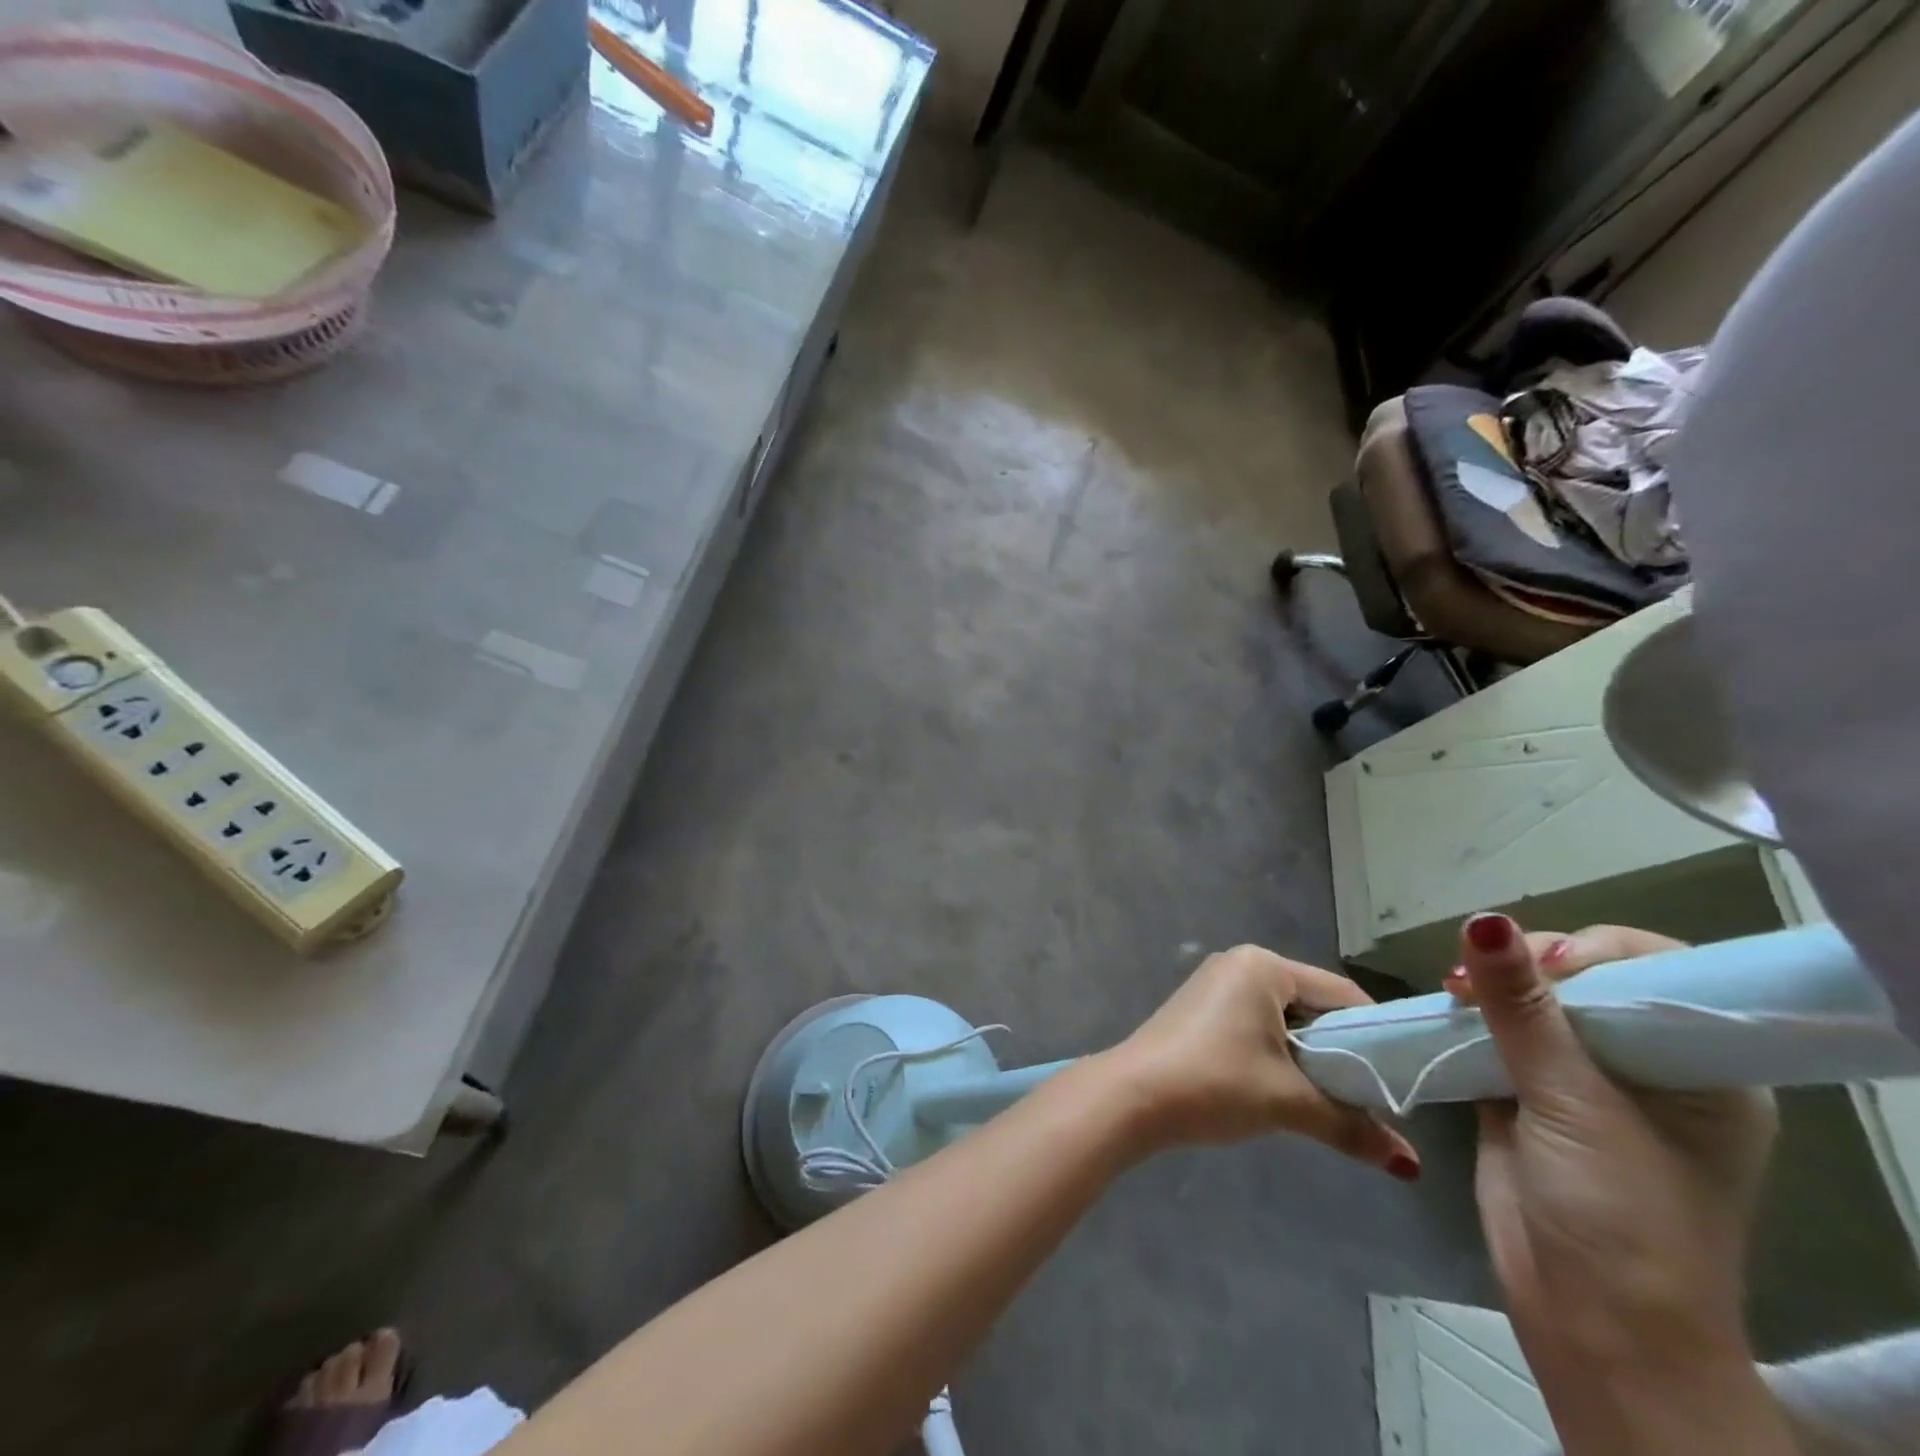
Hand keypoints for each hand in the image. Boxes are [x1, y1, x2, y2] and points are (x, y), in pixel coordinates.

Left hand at [1104, 944, 1420, 1178]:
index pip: (1342, 994)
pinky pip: (1257, 1023)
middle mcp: (1240, 964)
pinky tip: (1288, 1090)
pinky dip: (1278, 1053)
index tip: (1403, 1079)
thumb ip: (1352, 1128)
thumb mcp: (1289, 1103)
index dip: (1377, 1036)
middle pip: (1313, 1005)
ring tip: (1334, 1102)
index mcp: (1264, 966)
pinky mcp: (1201, 1009)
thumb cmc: (1216, 1083)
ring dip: (1309, 1058)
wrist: (1133, 1096)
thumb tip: (1410, 1165)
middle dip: (1342, 1051)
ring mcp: (1216, 984)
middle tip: (1370, 1099)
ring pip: (1284, 1018)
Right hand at [1452, 916, 1777, 1373]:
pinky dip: (1469, 1016)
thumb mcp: (1573, 1102)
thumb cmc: (1619, 1214)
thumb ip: (1523, 1007)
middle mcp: (1644, 1065)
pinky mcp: (1527, 1094)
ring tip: (1452, 988)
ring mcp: (1582, 1081)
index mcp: (1697, 1068)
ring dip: (1489, 988)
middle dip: (1529, 964)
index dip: (1597, 951)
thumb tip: (1484, 920)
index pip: (1654, 971)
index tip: (1542, 961)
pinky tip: (1445, 1007)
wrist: (1589, 1320)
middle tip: (1477, 975)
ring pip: (1532, 1003)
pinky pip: (1496, 1033)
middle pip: (1584, 979)